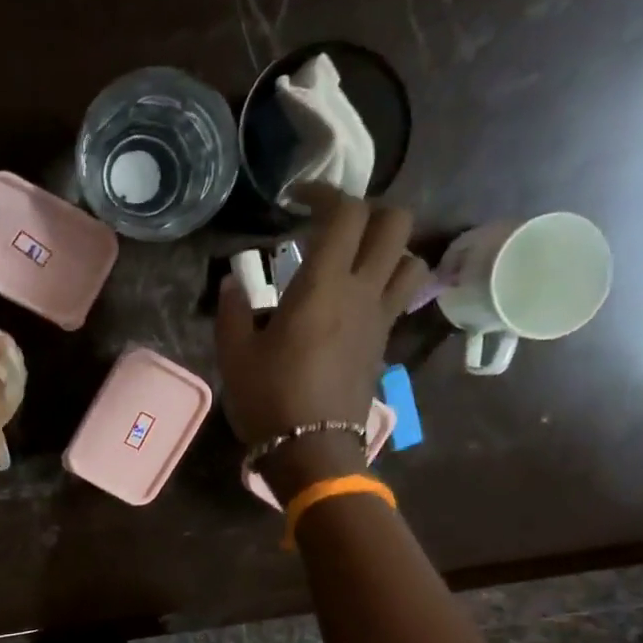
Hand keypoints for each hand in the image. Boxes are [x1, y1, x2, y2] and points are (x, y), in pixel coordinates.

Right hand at [216, 188, 427, 498]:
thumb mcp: (234, 353)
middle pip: (395, 223)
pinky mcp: (384, 342)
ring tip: (352, 258)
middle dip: (367, 210)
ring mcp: (380, 318)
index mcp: (323, 286)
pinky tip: (353, 298)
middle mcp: (362, 292)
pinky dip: (384, 281)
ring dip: (386, 247)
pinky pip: (399, 295)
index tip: (297, 199)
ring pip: (409, 259)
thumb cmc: (269, 398)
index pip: (345, 214)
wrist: (312, 449)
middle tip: (332, 224)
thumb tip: (234, 282)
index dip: (325, 193)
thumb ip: (234, 309)